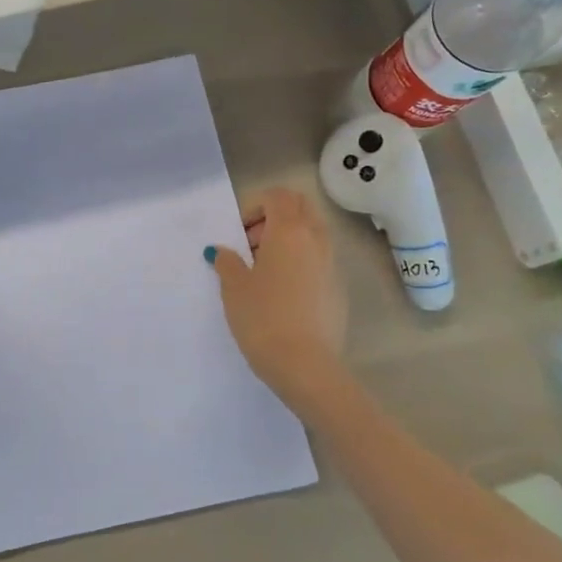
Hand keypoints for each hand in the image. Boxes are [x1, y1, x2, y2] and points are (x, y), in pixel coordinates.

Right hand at [209, 188, 346, 400]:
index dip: (255, 206)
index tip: (239, 233)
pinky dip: (301, 262)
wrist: (305, 365)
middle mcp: (316, 240)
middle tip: (252, 244)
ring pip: (313, 233)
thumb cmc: (263, 317)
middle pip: (301, 208)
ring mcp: (332, 264)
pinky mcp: (339, 288)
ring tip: (264, 270)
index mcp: (289, 231)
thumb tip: (222, 251)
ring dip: (289, 239)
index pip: (278, 196)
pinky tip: (283, 293)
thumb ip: (227, 262)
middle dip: (275, 216)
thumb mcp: (233, 287)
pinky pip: (320, 259)